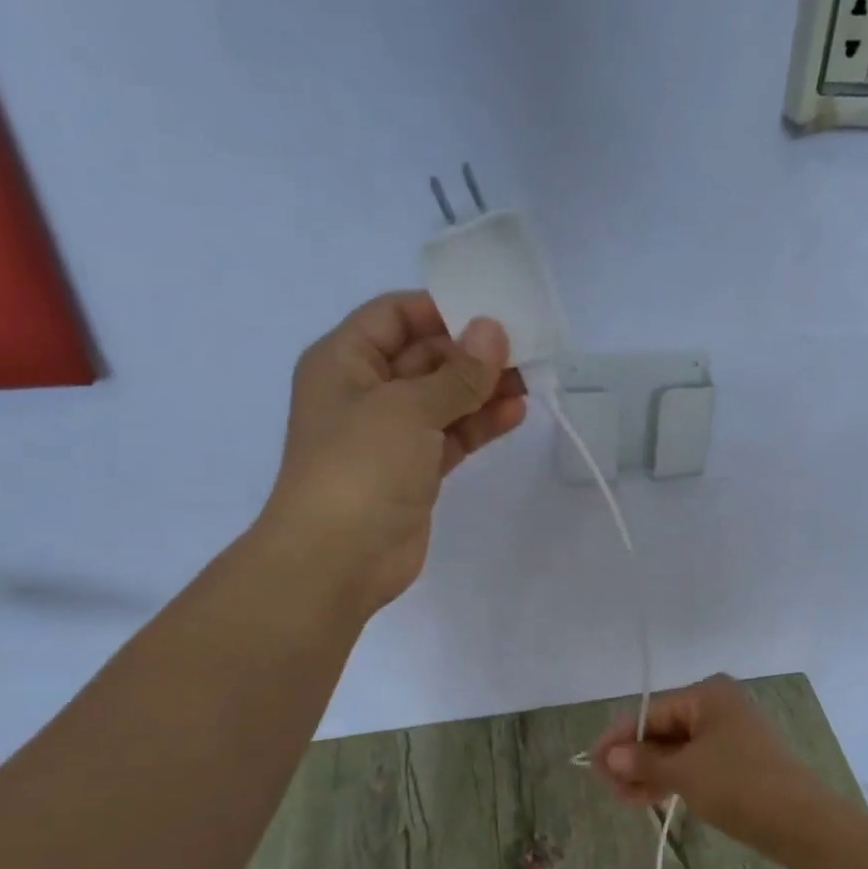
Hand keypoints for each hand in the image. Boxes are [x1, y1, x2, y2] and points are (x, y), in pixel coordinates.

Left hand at [256, 292, 525, 614]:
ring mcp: (391, 434)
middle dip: (471, 351)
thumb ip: (457, 373)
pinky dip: (480, 424)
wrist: (337, 559)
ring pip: (443, 398)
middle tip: (523, 347)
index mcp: (345, 361)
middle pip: (424, 356)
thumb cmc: (360, 467)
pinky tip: (516, 412)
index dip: (440, 309)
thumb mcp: (408, 409)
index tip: (491, 311)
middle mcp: (365, 391)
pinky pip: (451, 435)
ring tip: (530, 378)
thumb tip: (493, 331)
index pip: (394, 315)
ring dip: (482, 388)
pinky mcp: (414, 470)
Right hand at [590, 675, 863, 861]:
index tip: (591, 765)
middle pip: (663, 729)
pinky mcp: (738, 759)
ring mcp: (730, 733)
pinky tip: (649, 797)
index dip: (618, 738)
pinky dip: (672, 777)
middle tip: (609, 789)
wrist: (803, 823)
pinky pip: (694, 762)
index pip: (650, 712)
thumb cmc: (740, 786)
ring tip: (625, 800)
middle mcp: (718, 705)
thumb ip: (643, 762)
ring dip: (650, 772)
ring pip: (677, 748)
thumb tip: (608, 756)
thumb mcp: (684, 773)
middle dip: (633, 759)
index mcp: (707, 694)